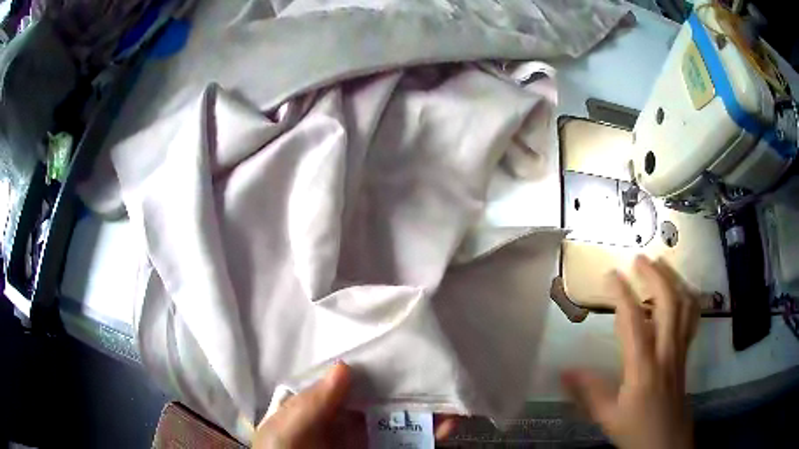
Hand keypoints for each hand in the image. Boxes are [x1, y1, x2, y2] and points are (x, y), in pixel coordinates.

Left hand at [254, 363, 457, 447]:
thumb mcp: (286, 428)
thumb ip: (312, 403)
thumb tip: (344, 367)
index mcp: (328, 408)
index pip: (357, 382)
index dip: (380, 368)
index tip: (405, 353)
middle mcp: (353, 422)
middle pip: (388, 400)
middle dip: (413, 388)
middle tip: (439, 373)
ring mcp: (372, 441)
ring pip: (406, 421)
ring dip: (430, 410)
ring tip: (452, 400)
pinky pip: (414, 444)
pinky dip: (433, 435)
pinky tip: (447, 427)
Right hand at [561, 256, 698, 448]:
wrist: (666, 443)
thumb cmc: (636, 430)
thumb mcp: (607, 417)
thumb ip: (588, 392)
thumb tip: (564, 370)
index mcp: (643, 367)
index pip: (633, 320)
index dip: (622, 293)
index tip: (610, 275)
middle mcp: (666, 351)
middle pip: (667, 303)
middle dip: (654, 275)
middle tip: (639, 259)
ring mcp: (679, 351)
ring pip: (684, 306)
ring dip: (673, 280)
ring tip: (661, 264)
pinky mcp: (685, 354)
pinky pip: (692, 318)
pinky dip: (688, 298)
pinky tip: (681, 292)